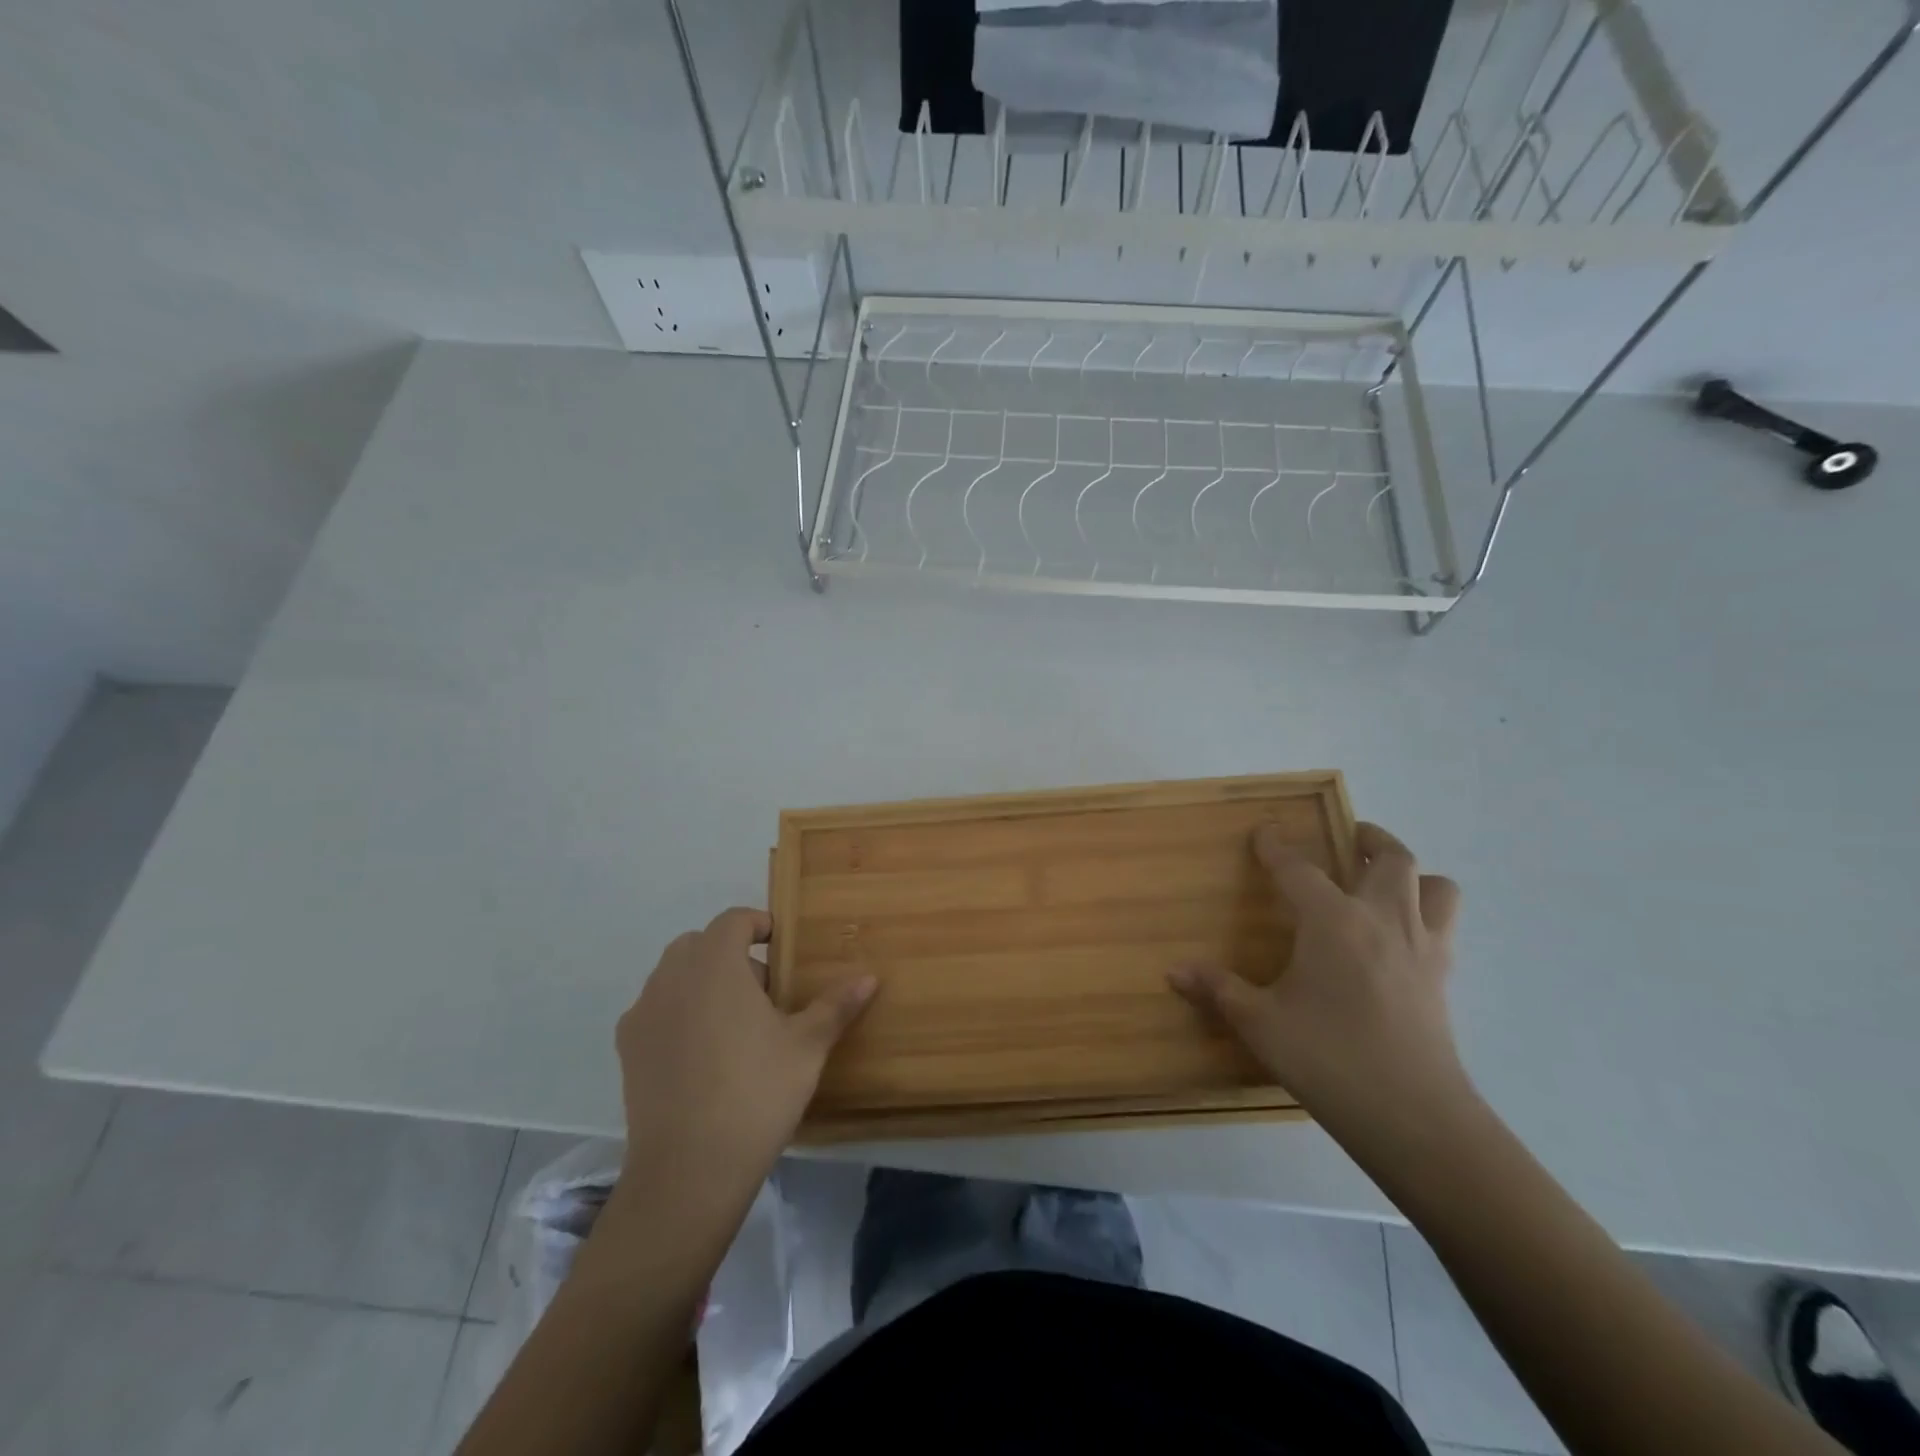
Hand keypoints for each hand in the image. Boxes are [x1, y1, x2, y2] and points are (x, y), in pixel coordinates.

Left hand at [613, 908, 875, 1219]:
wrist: (688, 1171)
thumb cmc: (756, 1093)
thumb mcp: (807, 1046)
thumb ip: (835, 1005)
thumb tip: (869, 977)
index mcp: (715, 964)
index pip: (733, 920)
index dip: (759, 925)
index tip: (782, 947)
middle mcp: (672, 977)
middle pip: (699, 944)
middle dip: (731, 955)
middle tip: (765, 991)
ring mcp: (643, 1013)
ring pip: (674, 976)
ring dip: (703, 982)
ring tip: (735, 1024)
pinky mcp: (627, 1049)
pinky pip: (655, 1011)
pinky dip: (678, 1014)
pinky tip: (702, 1054)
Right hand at [1168, 822, 1466, 1134]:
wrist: (1414, 1116)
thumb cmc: (1328, 1058)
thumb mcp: (1260, 1023)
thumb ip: (1219, 990)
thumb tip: (1173, 972)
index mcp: (1332, 921)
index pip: (1299, 869)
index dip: (1277, 847)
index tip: (1264, 832)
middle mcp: (1383, 919)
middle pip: (1390, 858)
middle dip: (1368, 838)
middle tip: (1348, 838)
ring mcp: (1422, 946)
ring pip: (1435, 885)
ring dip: (1411, 872)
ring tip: (1385, 879)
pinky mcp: (1443, 977)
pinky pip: (1445, 924)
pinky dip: (1427, 911)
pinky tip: (1400, 934)